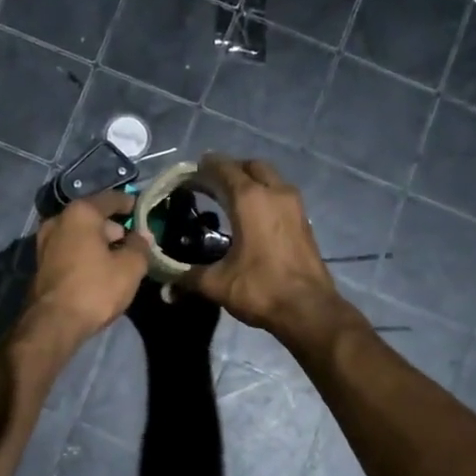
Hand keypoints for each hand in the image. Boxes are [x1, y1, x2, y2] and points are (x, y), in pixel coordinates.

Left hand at [19, 191, 149, 350]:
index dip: (130, 204)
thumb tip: (142, 234)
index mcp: (81, 213)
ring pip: (79, 234)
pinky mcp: (40, 262)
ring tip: (118, 258)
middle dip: (114, 227)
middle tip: (133, 242)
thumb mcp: (129, 267)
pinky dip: (84, 253)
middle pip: (93, 216)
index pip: (111, 199)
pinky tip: (98, 269)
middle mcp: (58, 220)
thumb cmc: (95, 289)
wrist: (53, 323)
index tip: (144, 212)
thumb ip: (140, 246)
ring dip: (98, 242)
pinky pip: (69, 249)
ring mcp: (45, 241)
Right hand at [179, 155, 348, 344]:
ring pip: (270, 178)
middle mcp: (275, 193)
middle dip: (230, 169)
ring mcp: (294, 205)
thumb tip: (167, 284)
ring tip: (230, 198)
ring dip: (251, 181)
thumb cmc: (260, 288)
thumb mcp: (217, 284)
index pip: (223, 168)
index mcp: (249, 199)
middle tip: (211, 183)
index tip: (190, 172)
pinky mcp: (304, 221)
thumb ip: (188, 277)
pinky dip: (265, 196)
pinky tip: (253, 217)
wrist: (308, 309)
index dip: (205, 167)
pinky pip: (281, 195)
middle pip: (251, 166)